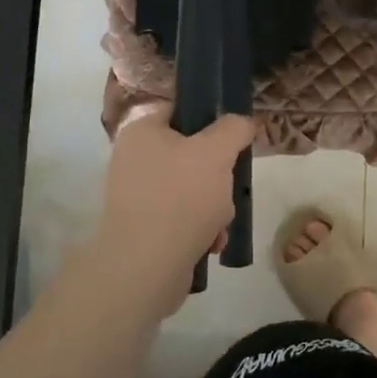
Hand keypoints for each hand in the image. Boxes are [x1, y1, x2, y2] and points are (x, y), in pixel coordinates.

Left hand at [79, 105, 255, 319]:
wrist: (145, 268)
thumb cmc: (180, 198)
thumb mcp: (217, 152)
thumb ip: (235, 128)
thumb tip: (243, 122)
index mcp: (142, 132)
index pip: (181, 110)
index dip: (212, 119)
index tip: (235, 138)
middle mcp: (133, 159)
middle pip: (192, 153)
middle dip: (219, 174)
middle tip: (230, 185)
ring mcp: (136, 196)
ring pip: (192, 188)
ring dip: (215, 205)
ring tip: (220, 222)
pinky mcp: (143, 228)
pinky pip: (182, 217)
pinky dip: (201, 228)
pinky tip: (211, 243)